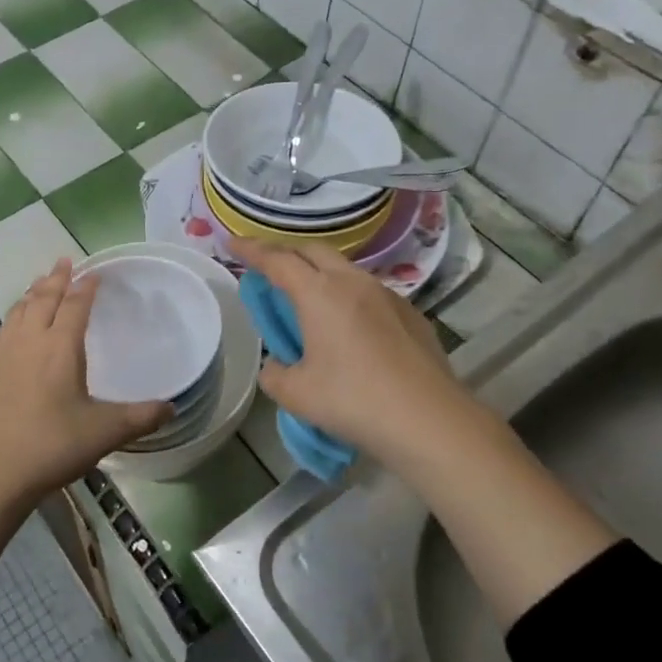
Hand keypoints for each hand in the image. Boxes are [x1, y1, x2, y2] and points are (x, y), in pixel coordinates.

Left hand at [0, 260, 170, 574]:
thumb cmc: (52, 446)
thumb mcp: (105, 432)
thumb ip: (141, 417)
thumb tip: (173, 408)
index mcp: (60, 347)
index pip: (75, 305)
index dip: (86, 287)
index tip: (94, 273)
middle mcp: (29, 341)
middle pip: (42, 299)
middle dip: (55, 278)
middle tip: (63, 261)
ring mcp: (1, 355)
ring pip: (17, 312)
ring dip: (31, 295)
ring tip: (38, 285)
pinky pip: (0, 334)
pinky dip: (11, 321)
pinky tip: (11, 329)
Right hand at [235, 238, 615, 620]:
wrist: (429, 420)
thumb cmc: (353, 401)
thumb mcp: (297, 394)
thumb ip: (275, 374)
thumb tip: (277, 365)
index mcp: (319, 293)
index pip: (277, 260)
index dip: (251, 249)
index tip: (232, 240)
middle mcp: (353, 282)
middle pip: (313, 250)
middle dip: (287, 252)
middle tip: (269, 267)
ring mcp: (387, 295)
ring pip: (345, 269)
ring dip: (320, 273)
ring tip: (309, 297)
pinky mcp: (411, 314)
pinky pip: (370, 292)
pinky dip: (348, 296)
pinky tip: (350, 327)